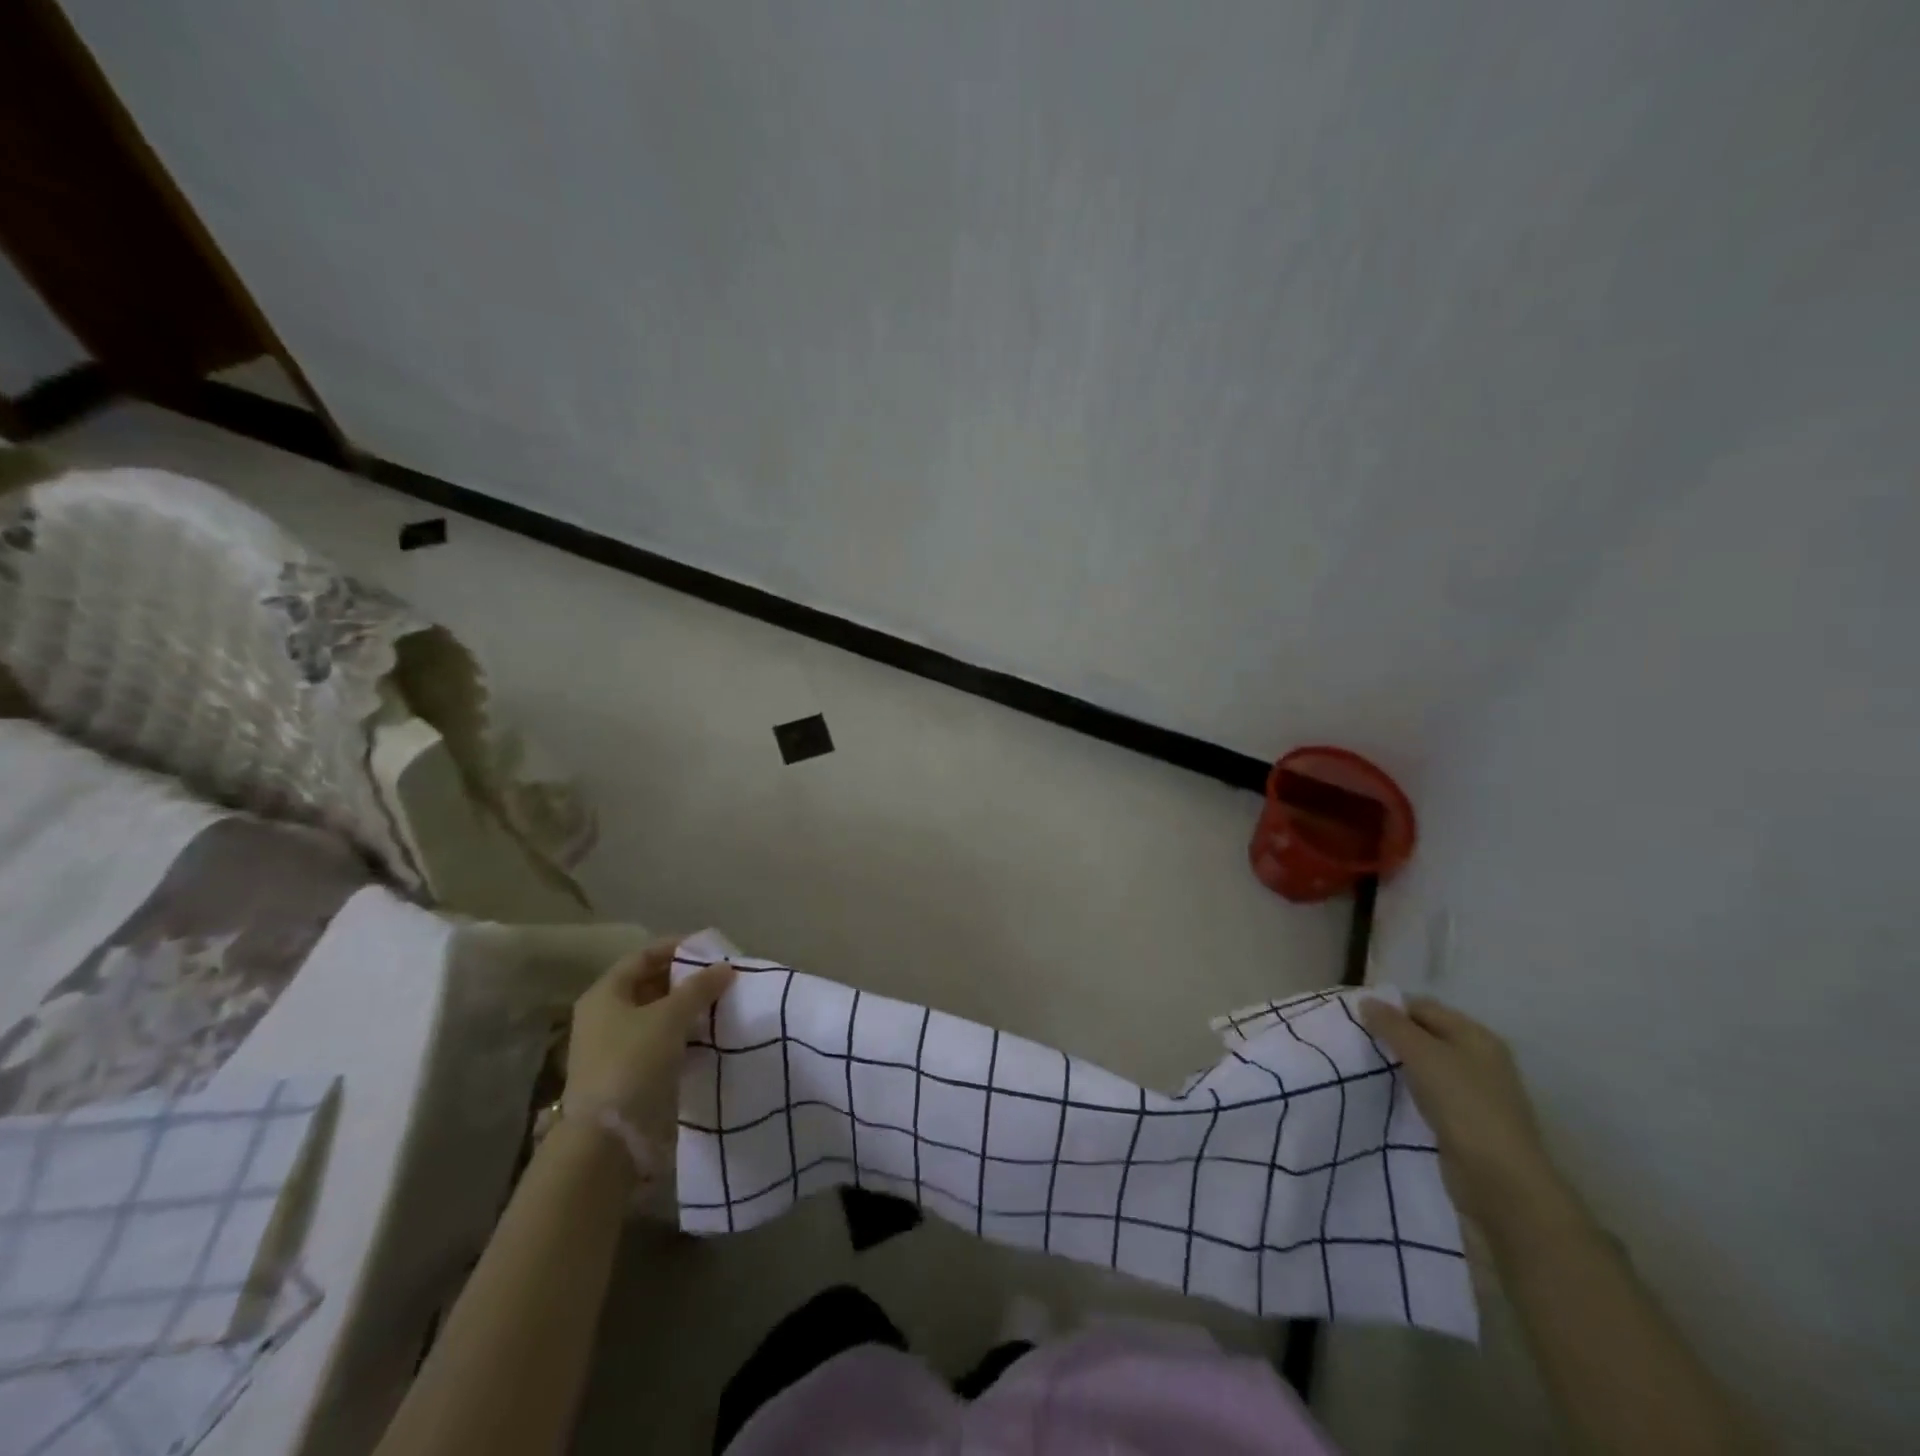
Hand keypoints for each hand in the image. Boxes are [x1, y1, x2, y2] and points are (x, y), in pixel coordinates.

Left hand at [564, 940, 735, 1138]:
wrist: (609, 1139)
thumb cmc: (633, 1062)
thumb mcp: (670, 1017)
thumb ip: (699, 988)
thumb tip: (725, 967)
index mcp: (605, 995)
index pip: (643, 956)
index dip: (676, 947)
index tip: (710, 948)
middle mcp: (606, 1016)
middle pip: (650, 985)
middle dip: (686, 979)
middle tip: (722, 977)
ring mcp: (617, 1048)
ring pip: (659, 1016)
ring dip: (688, 1009)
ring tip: (723, 1004)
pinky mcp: (631, 1074)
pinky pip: (662, 1042)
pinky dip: (685, 1036)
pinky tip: (710, 1036)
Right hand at [1360, 995, 1584, 1245]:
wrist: (1499, 1179)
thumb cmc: (1462, 1103)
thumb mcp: (1421, 1054)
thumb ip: (1391, 1025)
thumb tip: (1366, 1000)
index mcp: (1475, 1035)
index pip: (1423, 1007)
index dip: (1390, 1008)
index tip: (1355, 1018)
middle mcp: (1480, 1058)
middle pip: (1427, 1034)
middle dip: (1393, 1035)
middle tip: (1357, 1041)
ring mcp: (1477, 1091)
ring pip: (1427, 1064)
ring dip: (1400, 1064)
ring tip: (1367, 1066)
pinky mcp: (1468, 1120)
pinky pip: (1431, 1092)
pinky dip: (1411, 1089)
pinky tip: (1390, 1094)